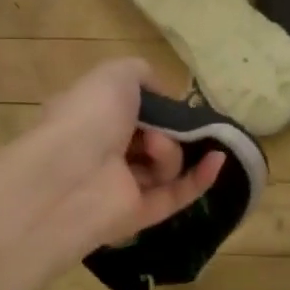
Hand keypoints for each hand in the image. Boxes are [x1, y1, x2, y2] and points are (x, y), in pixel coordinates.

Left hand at [6, 58, 224, 261]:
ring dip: (171, 152)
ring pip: (166, 166)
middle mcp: (103, 153)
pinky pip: (177, 195)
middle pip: (153, 139)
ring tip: (154, 147)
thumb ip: (142, 74)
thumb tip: (163, 93)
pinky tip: (218, 159)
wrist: (72, 176)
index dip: (154, 105)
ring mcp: (120, 186)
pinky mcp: (139, 215)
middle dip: (165, 129)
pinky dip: (199, 178)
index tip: (170, 102)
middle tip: (160, 127)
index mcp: (90, 118)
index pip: (131, 111)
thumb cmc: (88, 117)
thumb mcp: (115, 75)